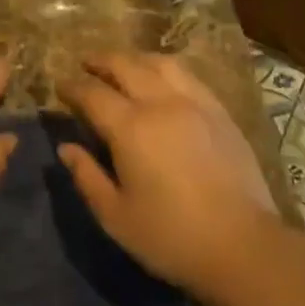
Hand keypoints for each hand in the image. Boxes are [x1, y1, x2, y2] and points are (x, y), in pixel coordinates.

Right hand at [58, 52, 283, 294]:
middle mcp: (160, 103)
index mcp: (130, 127)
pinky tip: (163, 80)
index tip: (60, 87)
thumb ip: (87, 177)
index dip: (72, 87)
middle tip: (85, 65)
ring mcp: (195, 102)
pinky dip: (166, 69)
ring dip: (134, 59)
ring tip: (123, 66)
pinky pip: (188, 76)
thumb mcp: (116, 217)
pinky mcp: (220, 112)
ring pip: (159, 63)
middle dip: (100, 61)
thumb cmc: (172, 237)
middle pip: (125, 65)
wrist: (244, 246)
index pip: (92, 93)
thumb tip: (66, 148)